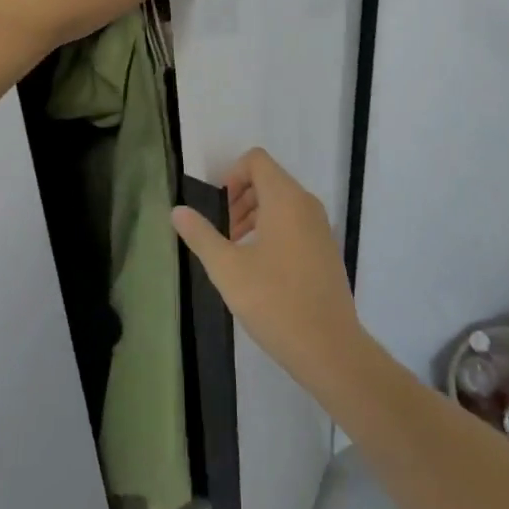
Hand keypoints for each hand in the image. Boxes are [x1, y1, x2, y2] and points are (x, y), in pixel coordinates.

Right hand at [172, 148, 364, 393]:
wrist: (330, 348)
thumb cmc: (275, 302)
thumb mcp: (228, 269)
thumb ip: (201, 235)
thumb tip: (177, 210)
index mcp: (285, 199)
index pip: (256, 160)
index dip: (232, 175)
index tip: (218, 209)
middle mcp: (306, 203)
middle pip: (268, 179)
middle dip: (240, 198)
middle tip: (223, 233)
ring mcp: (321, 226)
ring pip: (282, 202)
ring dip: (255, 215)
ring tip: (236, 251)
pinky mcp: (326, 249)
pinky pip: (296, 222)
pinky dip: (274, 230)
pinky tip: (261, 269)